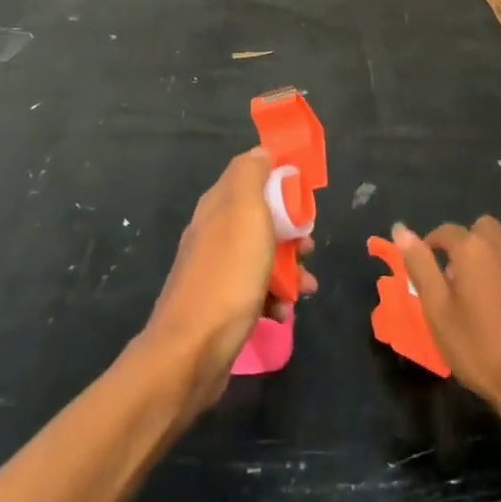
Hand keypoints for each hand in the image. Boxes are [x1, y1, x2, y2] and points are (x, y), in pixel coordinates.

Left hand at [141, 148, 316, 415]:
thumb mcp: (244, 212)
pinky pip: (255, 289)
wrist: (192, 351)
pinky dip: (273, 297)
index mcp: (217, 205)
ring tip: (305, 287)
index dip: (280, 180)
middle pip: (261, 217)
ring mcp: (215, 269)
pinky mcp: (220, 303)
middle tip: (308, 245)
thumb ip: (251, 176)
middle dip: (291, 230)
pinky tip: (283, 312)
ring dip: (289, 268)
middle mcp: (213, 231)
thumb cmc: (228, 275)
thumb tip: (260, 151)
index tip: (304, 195)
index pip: (251, 175)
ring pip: (262, 255)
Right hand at [393, 217, 500, 426]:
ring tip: (481, 299)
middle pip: (483, 229)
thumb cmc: (478, 348)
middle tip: (455, 277)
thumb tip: (401, 229)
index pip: (446, 231)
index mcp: (474, 250)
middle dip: (467, 243)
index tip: (424, 267)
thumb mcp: (437, 310)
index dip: (431, 244)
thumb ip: (420, 265)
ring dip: (491, 262)